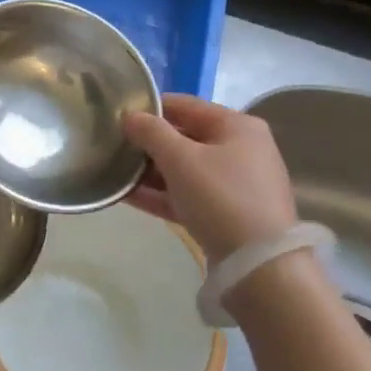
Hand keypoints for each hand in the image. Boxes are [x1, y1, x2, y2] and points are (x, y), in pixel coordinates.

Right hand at [123, 94, 298, 264]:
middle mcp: (241, 150)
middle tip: (111, 146)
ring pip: (185, 169)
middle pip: (185, 137)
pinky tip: (127, 196)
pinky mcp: (227, 215)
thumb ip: (151, 132)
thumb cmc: (221, 198)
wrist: (259, 266)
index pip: (185, 105)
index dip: (150, 108)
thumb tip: (129, 116)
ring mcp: (235, 185)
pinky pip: (188, 196)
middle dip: (148, 143)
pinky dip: (161, 194)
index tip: (118, 116)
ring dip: (150, 171)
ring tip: (113, 172)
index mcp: (237, 126)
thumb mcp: (181, 159)